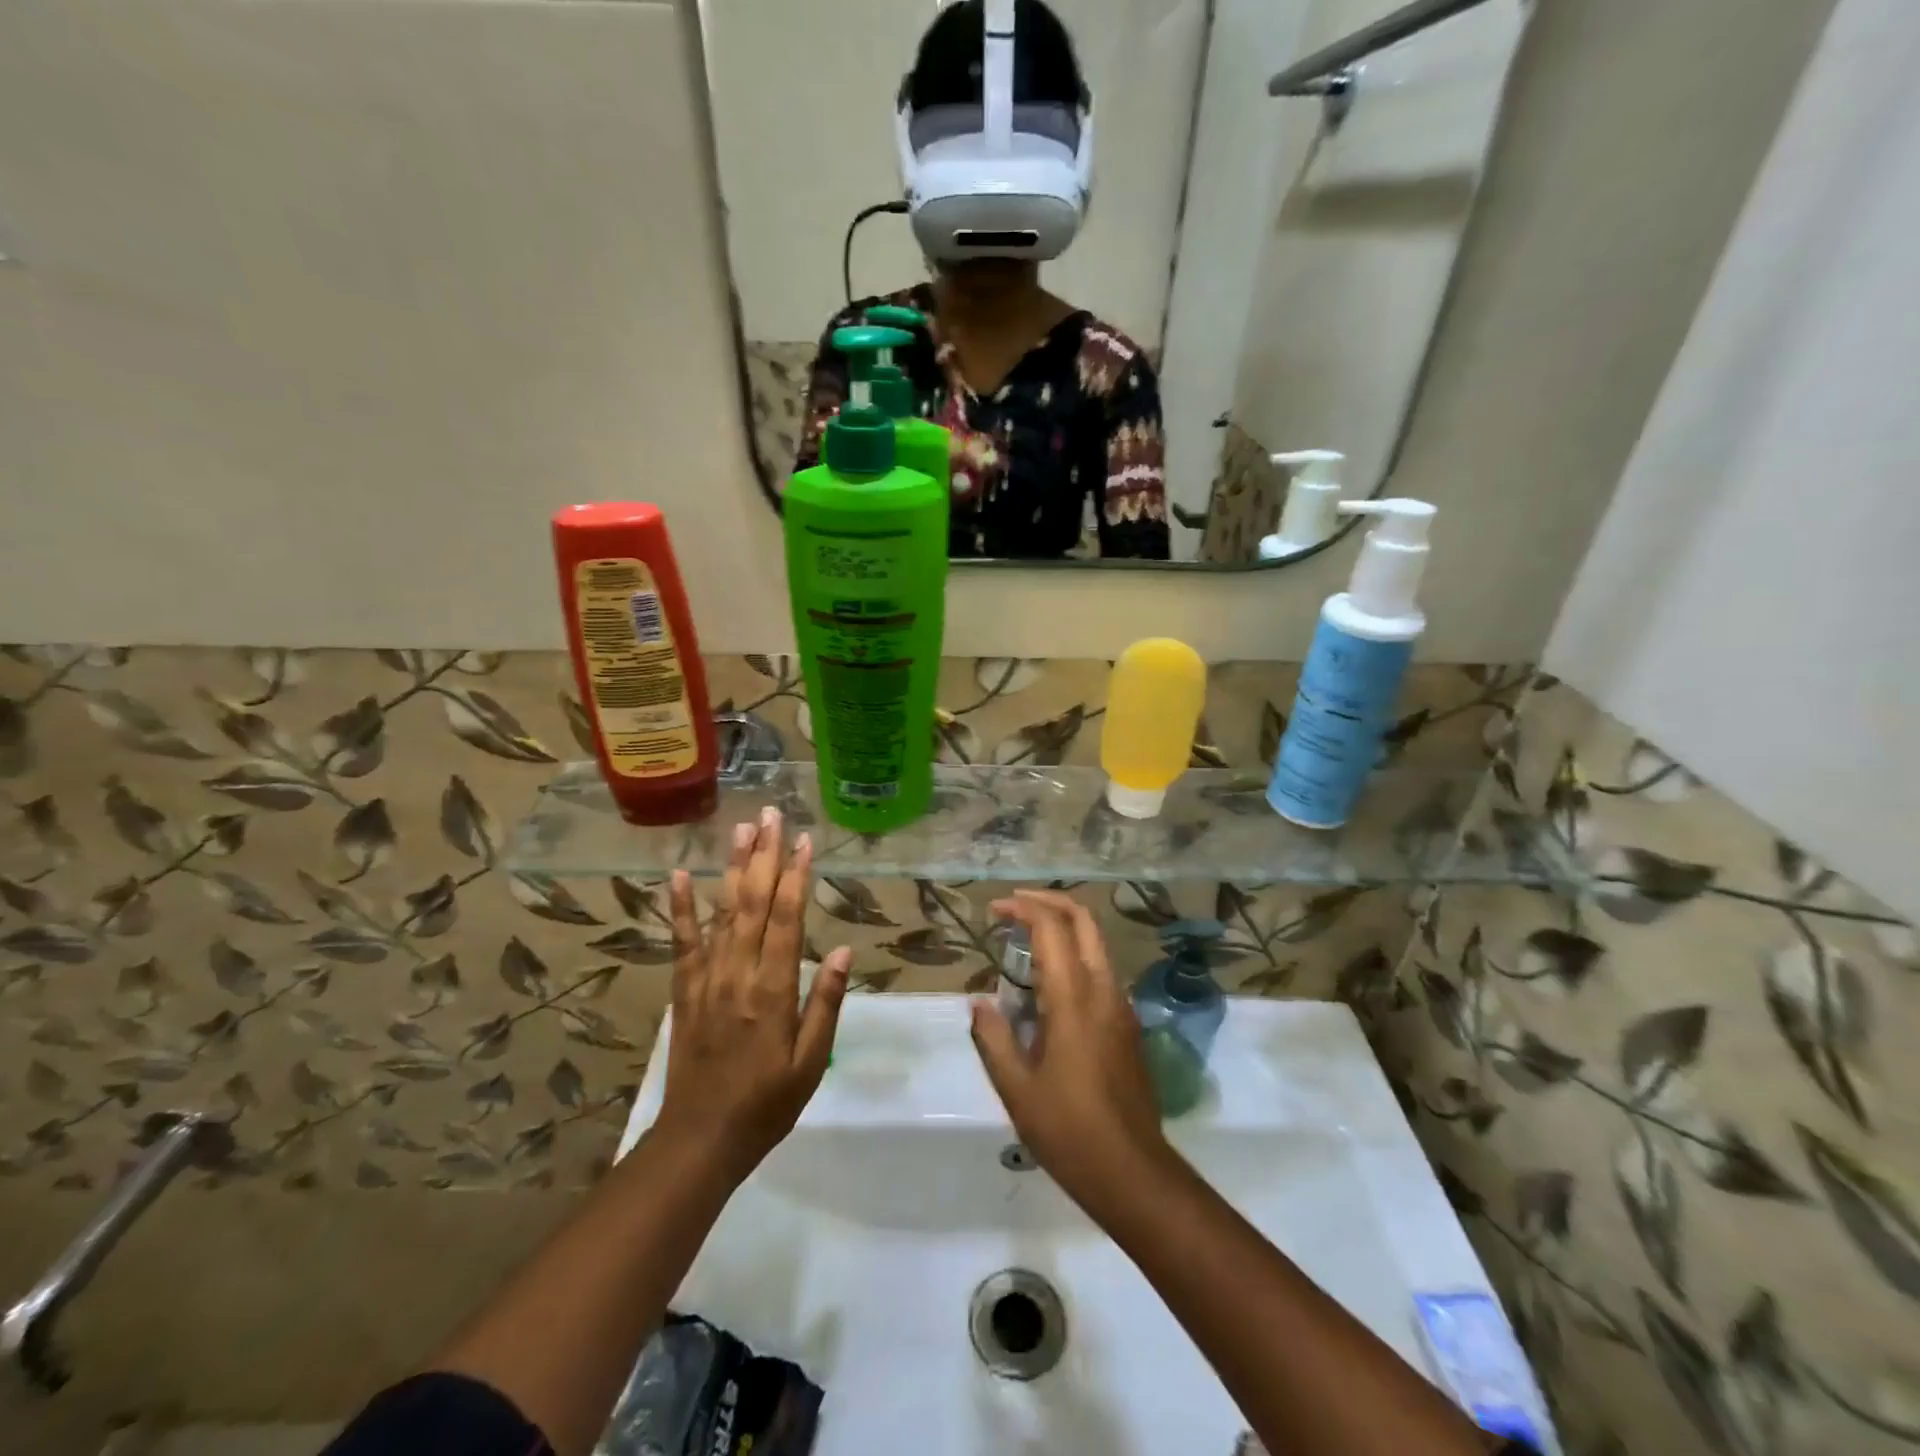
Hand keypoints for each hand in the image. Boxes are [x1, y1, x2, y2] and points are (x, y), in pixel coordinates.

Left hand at [660, 808, 849, 1183]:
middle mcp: (738, 974)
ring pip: (722, 912)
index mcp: (773, 990)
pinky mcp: (685, 991)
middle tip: (770, 814)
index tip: (803, 840)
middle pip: (753, 903)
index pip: (786, 919)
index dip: (796, 876)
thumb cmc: (766, 1104)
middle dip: (764, 855)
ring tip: (740, 829)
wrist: (699, 1140)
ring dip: (733, 868)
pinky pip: (682, 942)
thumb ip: (824, 1003)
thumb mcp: (809, 1063)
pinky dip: (680, 908)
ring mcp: (707, 979)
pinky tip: (681, 876)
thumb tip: (839, 949)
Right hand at [970, 890, 1171, 1210]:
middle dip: (1049, 902)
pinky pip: (1100, 972)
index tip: (996, 909)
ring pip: (1096, 944)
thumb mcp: (1016, 1088)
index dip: (1023, 908)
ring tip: (1024, 942)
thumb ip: (993, 1037)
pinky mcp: (1128, 1025)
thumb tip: (979, 1003)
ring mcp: (1122, 1007)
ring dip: (1063, 928)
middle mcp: (1104, 991)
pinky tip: (1048, 987)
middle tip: (1015, 905)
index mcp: (1074, 999)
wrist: (1133, 1172)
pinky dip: (1074, 957)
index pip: (1052, 928)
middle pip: (1085, 921)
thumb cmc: (1068, 1130)